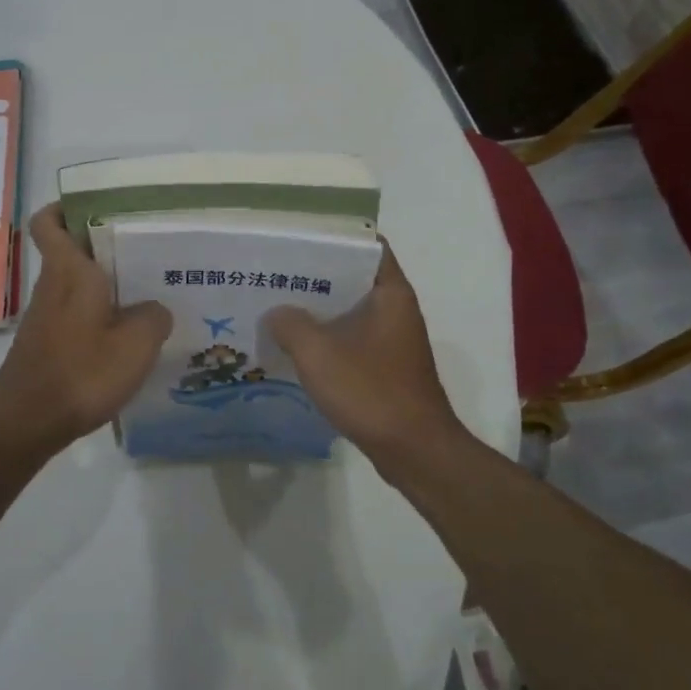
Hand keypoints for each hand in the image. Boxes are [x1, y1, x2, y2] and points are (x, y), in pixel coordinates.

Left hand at [0, 205, 172, 455]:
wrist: (26, 423)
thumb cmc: (81, 372)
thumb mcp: (135, 344)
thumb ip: (153, 318)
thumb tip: (154, 310)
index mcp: (70, 272)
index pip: (50, 222)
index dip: (66, 207)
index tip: (98, 207)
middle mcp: (53, 287)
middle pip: (71, 251)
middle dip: (104, 246)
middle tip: (147, 250)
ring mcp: (46, 317)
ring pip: (76, 285)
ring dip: (105, 284)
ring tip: (149, 292)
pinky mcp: (47, 344)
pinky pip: (76, 314)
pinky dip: (99, 315)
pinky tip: (127, 336)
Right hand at [266, 244, 467, 474]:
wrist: (415, 451)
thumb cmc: (371, 391)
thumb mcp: (319, 353)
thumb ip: (291, 324)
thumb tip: (277, 313)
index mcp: (390, 294)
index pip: (367, 246)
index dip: (334, 239)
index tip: (299, 241)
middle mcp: (396, 310)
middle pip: (354, 279)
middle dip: (316, 276)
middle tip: (276, 274)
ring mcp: (393, 340)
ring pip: (351, 312)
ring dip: (319, 311)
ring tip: (277, 307)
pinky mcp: (386, 367)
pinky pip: (352, 340)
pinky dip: (328, 339)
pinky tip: (295, 348)